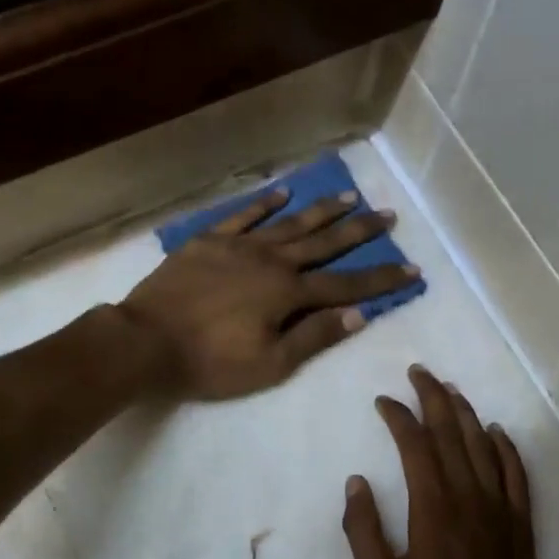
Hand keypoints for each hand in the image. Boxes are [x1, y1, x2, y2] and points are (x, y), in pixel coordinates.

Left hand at [118, 188, 416, 399]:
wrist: (146, 341)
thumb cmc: (211, 362)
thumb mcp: (270, 364)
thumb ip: (314, 337)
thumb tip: (359, 315)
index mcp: (288, 293)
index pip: (345, 285)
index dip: (381, 279)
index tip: (412, 267)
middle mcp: (270, 261)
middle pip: (323, 244)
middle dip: (358, 232)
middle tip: (387, 214)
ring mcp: (238, 246)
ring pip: (288, 224)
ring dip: (321, 211)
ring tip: (349, 195)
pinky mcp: (208, 242)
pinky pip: (242, 217)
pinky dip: (264, 204)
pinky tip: (282, 193)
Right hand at [342, 367, 548, 558]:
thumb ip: (364, 534)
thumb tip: (357, 483)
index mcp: (434, 516)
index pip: (417, 449)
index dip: (400, 418)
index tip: (383, 402)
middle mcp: (472, 504)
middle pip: (454, 437)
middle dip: (434, 400)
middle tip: (419, 373)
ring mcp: (502, 515)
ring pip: (486, 450)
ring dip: (467, 416)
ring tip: (450, 390)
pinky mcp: (522, 530)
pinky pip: (518, 477)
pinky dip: (507, 449)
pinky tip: (497, 432)